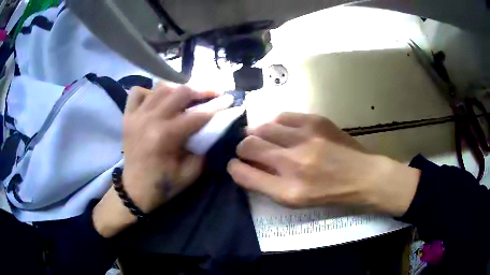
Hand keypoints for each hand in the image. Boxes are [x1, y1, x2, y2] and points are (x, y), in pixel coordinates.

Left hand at [94, 84, 229, 237]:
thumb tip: (212, 129)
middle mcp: (150, 119)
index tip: (230, 99)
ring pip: (161, 87)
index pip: (198, 115)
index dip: (217, 106)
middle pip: (180, 92)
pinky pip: (137, 92)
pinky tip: (157, 100)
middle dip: (202, 90)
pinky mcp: (128, 117)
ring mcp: (136, 116)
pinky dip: (149, 92)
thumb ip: (203, 149)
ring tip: (189, 95)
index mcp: (165, 136)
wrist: (134, 190)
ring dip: (178, 88)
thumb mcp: (190, 173)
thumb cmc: (163, 185)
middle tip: (214, 92)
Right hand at [227, 112, 419, 215]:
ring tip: (264, 139)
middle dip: (242, 148)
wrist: (362, 176)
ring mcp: (305, 138)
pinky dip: (275, 124)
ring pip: (262, 127)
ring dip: (257, 134)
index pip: (243, 173)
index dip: (234, 167)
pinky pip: (282, 116)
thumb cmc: (329, 193)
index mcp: (288, 190)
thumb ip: (268, 184)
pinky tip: (281, 130)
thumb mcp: (297, 200)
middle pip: (248, 146)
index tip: (234, 164)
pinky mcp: (315, 121)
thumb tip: (246, 165)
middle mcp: (293, 163)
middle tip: (248, 150)